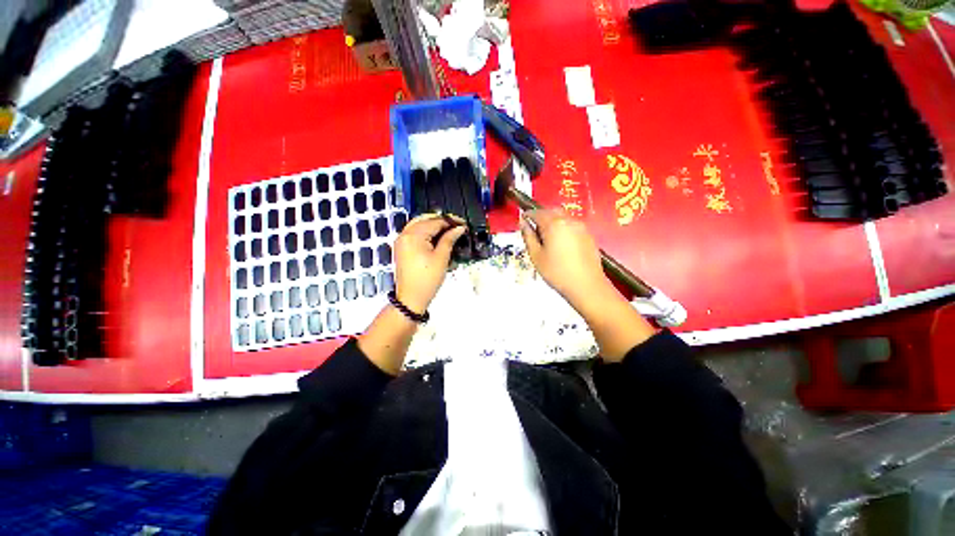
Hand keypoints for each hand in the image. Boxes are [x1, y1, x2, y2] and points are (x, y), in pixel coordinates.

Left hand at [393, 213, 466, 312]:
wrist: (411, 298)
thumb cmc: (426, 280)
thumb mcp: (441, 258)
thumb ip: (449, 239)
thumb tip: (459, 228)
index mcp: (413, 236)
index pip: (435, 222)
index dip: (450, 222)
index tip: (462, 224)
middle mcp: (404, 235)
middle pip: (425, 219)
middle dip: (441, 221)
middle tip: (456, 226)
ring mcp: (401, 241)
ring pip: (419, 225)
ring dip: (433, 225)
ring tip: (448, 230)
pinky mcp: (402, 248)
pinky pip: (414, 233)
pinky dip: (425, 232)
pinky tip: (436, 237)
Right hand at [521, 209, 654, 360]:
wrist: (587, 286)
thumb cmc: (556, 272)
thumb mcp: (536, 256)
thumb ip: (528, 236)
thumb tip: (523, 222)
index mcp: (554, 224)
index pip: (537, 212)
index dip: (528, 215)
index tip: (522, 220)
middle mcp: (568, 220)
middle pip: (552, 211)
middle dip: (541, 216)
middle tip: (534, 229)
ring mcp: (581, 227)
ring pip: (563, 217)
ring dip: (553, 221)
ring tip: (547, 237)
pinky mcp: (588, 235)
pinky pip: (572, 225)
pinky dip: (563, 227)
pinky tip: (561, 243)